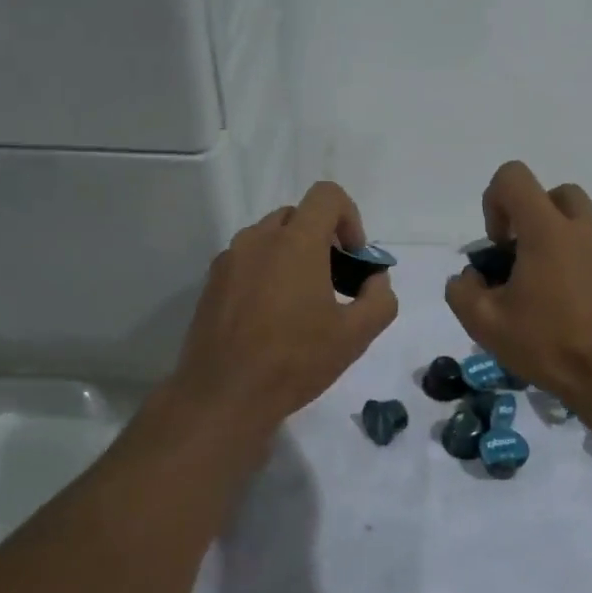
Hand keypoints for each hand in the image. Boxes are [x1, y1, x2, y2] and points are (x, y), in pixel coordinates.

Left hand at [170, 181, 398, 431]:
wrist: (224, 396)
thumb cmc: (295, 361)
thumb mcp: (356, 335)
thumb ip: (380, 298)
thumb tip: (375, 280)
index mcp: (296, 242)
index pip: (327, 195)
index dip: (349, 217)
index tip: (353, 256)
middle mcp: (258, 239)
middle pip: (298, 216)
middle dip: (322, 239)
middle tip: (333, 282)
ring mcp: (229, 260)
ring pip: (269, 238)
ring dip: (292, 256)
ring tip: (300, 303)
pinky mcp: (211, 283)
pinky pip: (247, 261)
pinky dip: (266, 273)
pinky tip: (269, 318)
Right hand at [444, 161, 591, 415]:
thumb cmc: (547, 344)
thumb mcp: (484, 323)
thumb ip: (462, 290)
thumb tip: (470, 277)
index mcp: (546, 230)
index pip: (513, 178)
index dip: (493, 202)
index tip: (497, 246)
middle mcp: (580, 227)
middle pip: (550, 193)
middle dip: (527, 214)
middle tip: (517, 256)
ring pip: (574, 216)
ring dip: (550, 233)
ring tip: (537, 278)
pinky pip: (589, 242)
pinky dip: (571, 254)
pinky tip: (560, 296)